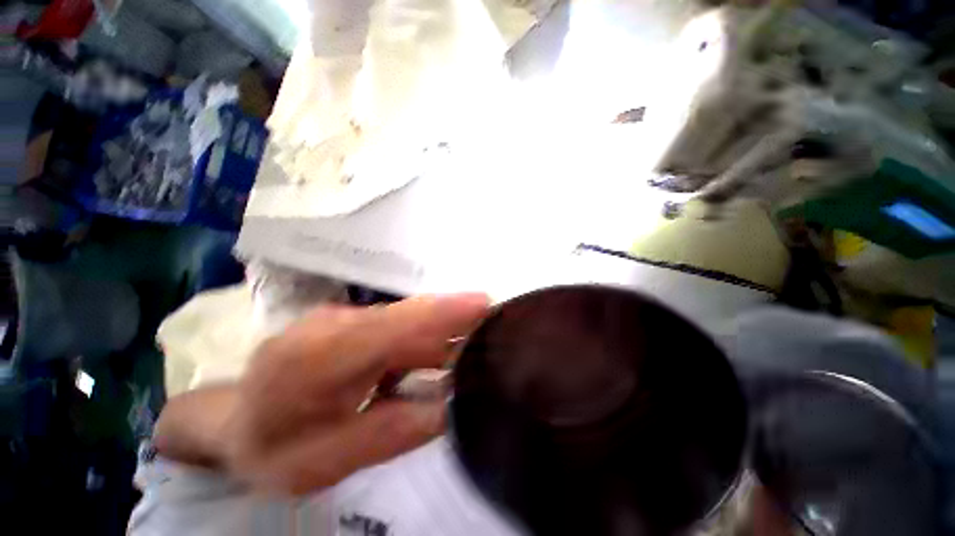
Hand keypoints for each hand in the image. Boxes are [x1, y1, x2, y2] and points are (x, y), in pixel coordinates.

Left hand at [153, 294, 488, 494]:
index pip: (388, 327)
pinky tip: (448, 350)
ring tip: (482, 337)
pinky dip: (428, 336)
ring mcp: (344, 318)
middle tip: (497, 320)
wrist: (232, 418)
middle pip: (407, 316)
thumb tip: (446, 407)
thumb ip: (384, 433)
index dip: (439, 312)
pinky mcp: (355, 322)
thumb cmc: (269, 447)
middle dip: (455, 315)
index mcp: (316, 360)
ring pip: (408, 319)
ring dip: (446, 328)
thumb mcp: (319, 464)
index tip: (483, 302)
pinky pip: (400, 326)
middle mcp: (334, 325)